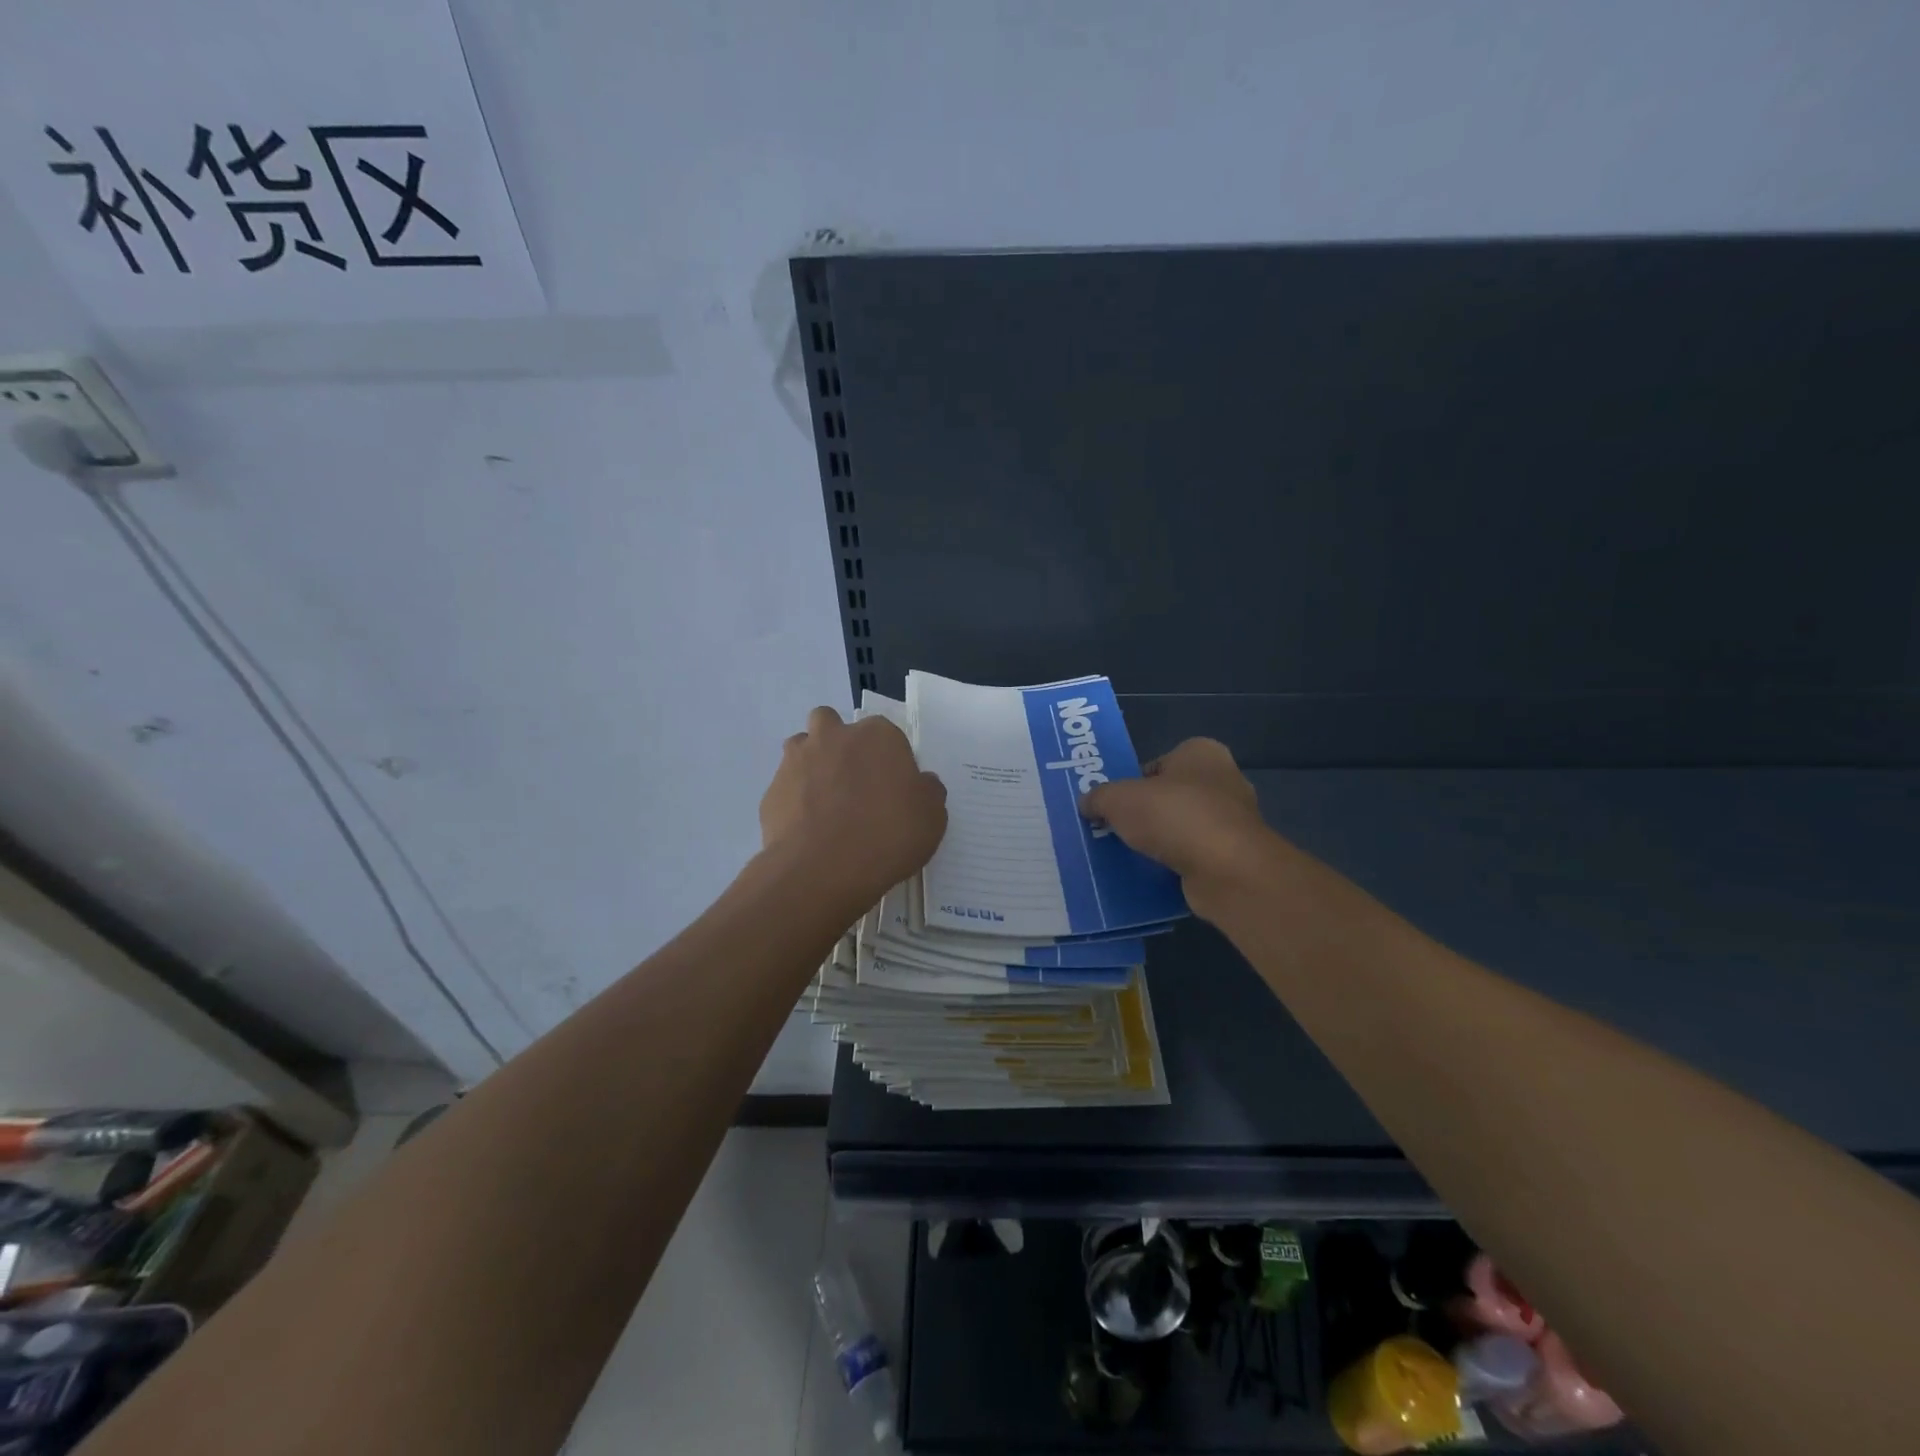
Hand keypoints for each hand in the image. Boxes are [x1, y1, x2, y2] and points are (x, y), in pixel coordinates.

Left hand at [760, 706, 947, 911]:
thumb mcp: (932, 817)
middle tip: (854, 786)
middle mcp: (833, 736)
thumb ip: (928, 792)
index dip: (889, 760)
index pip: (886, 735)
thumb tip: (920, 784)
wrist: (823, 869)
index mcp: (877, 735)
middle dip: (840, 746)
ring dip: (812, 767)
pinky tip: (808, 832)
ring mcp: (796, 761)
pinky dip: (795, 803)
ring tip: (826, 805)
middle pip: (833, 726)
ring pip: (802, 749)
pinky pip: (786, 789)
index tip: (894, 790)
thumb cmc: (888, 835)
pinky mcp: (771, 792)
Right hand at [1078, 738, 1266, 882]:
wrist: (1227, 870)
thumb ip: (1099, 797)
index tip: (1113, 803)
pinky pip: (1194, 856)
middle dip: (1145, 813)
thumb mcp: (1119, 799)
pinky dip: (1175, 864)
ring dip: (1160, 841)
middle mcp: (1223, 781)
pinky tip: (1151, 875)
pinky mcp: (1234, 856)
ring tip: (1128, 855)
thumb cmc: (1174, 816)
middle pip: (1170, 796)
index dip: (1133, 782)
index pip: (1159, 763)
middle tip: (1115, 828)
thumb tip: (1086, 804)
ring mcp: (1232, 821)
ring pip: (1182, 828)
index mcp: (1201, 753)